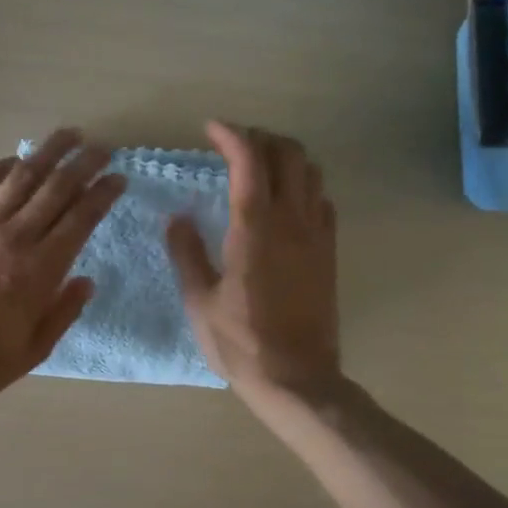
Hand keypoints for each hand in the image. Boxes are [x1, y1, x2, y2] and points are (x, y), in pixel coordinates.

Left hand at [0, 128, 124, 408]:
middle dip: (83, 163)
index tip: (118, 178)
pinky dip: (0, 167)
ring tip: (67, 135)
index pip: (81, 219)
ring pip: (20, 177)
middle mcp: (13, 238)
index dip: (103, 194)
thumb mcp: (33, 350)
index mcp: (39, 271)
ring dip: (47, 152)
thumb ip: (63, 312)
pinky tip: (14, 160)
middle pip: (55, 188)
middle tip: (102, 147)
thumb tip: (87, 280)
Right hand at [167, 122, 340, 405]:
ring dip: (286, 159)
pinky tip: (285, 204)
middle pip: (288, 154)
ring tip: (259, 169)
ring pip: (312, 173)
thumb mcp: (200, 301)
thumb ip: (187, 253)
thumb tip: (178, 218)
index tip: (210, 129)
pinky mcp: (329, 254)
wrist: (297, 378)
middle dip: (261, 138)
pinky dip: (304, 187)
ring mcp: (316, 236)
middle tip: (234, 146)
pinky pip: (323, 202)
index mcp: (254, 228)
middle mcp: (292, 221)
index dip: (231, 135)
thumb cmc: (240, 343)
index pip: (248, 160)